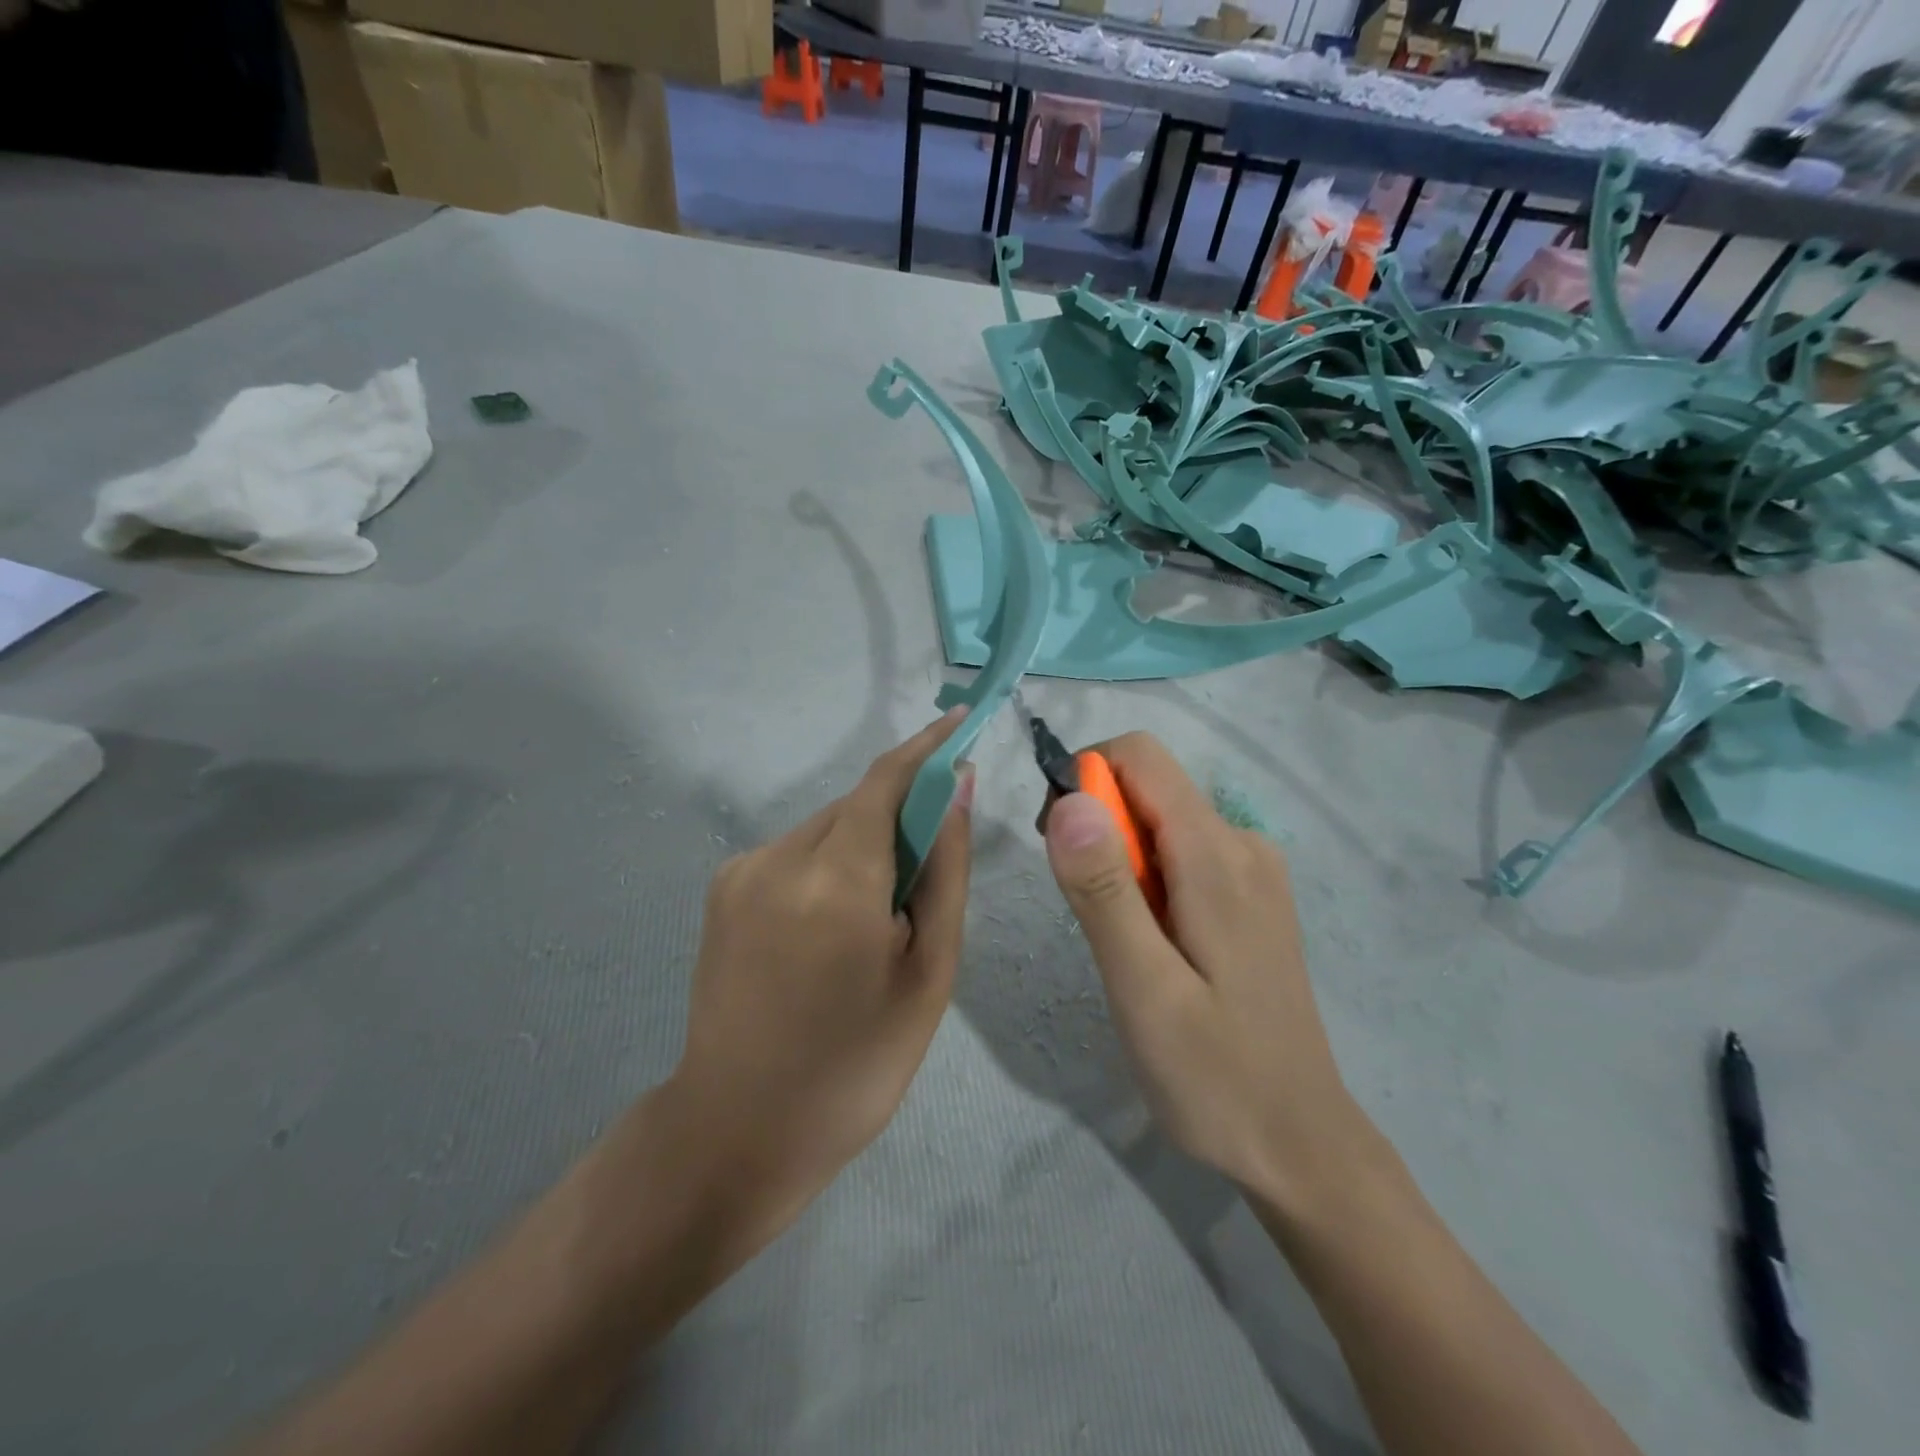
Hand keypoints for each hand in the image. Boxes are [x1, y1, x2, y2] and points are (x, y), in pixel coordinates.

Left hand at [666, 710, 973, 1261]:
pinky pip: (795, 851)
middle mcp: (779, 857)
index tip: (961, 726)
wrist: (737, 1131)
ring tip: (873, 923)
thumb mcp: (928, 974)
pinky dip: (829, 865)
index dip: (926, 747)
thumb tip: (956, 790)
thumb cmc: (855, 1066)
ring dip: (863, 846)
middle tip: (923, 880)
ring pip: (827, 826)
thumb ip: (944, 871)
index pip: (887, 780)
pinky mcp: (722, 887)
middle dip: (900, 816)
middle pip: (858, 804)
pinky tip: (829, 930)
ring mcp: (742, 871)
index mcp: (837, 882)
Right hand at [1042, 733, 1362, 1209]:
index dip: (1084, 779)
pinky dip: (1148, 877)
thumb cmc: (1213, 1076)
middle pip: (1150, 786)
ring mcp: (1254, 870)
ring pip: (1162, 821)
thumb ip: (1104, 889)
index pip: (1140, 756)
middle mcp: (1243, 843)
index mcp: (1217, 855)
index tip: (1055, 843)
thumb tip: (1069, 799)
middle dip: (1097, 826)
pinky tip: (1154, 944)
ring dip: (1119, 858)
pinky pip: (1184, 852)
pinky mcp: (1252, 896)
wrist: (1300, 1145)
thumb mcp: (1143, 989)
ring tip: (1120, 940)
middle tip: (1084, 910)